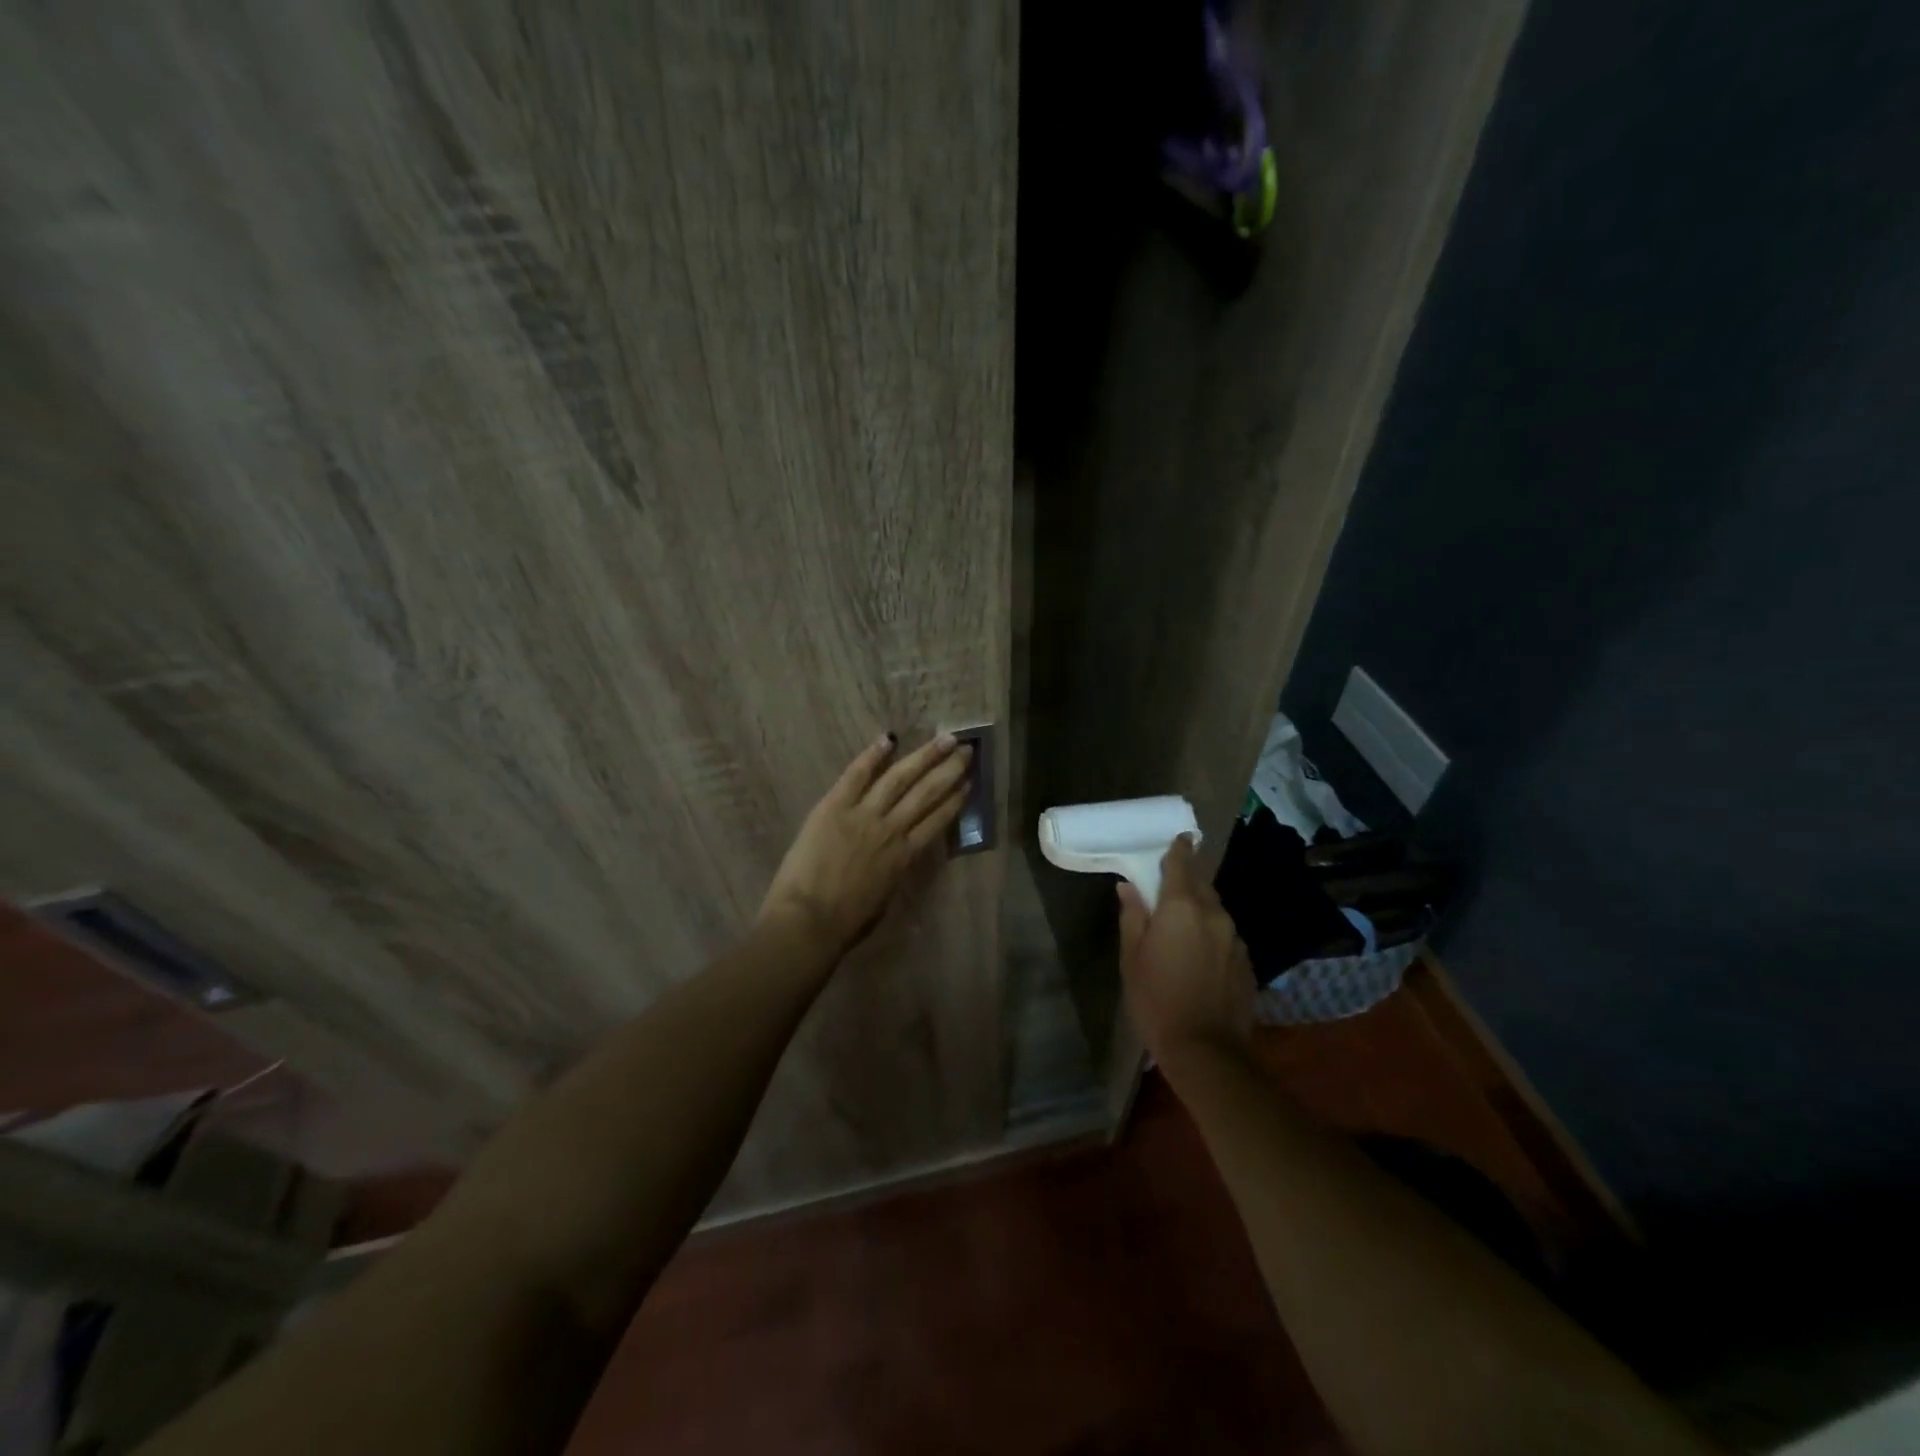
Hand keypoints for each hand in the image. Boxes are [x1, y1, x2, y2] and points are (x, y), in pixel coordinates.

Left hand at [757, 732, 973, 958]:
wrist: (808, 920)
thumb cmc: (846, 922)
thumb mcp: (884, 900)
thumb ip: (894, 872)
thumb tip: (898, 857)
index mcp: (905, 856)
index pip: (938, 821)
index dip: (955, 800)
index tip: (969, 782)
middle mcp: (891, 829)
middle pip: (926, 793)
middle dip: (949, 770)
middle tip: (967, 750)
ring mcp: (864, 814)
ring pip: (900, 778)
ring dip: (924, 756)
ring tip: (944, 739)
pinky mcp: (835, 806)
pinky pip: (857, 774)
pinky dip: (873, 755)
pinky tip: (889, 738)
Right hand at [1117, 835, 1254, 1075]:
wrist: (1206, 1050)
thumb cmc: (1156, 999)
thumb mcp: (1131, 957)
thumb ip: (1132, 916)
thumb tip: (1129, 887)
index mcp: (1181, 907)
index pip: (1181, 864)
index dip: (1179, 849)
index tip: (1180, 837)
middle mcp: (1214, 914)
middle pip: (1202, 884)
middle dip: (1188, 879)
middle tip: (1172, 882)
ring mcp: (1235, 938)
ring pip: (1216, 911)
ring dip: (1201, 908)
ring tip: (1183, 923)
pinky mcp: (1247, 962)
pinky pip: (1226, 936)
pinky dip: (1213, 934)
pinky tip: (1201, 955)